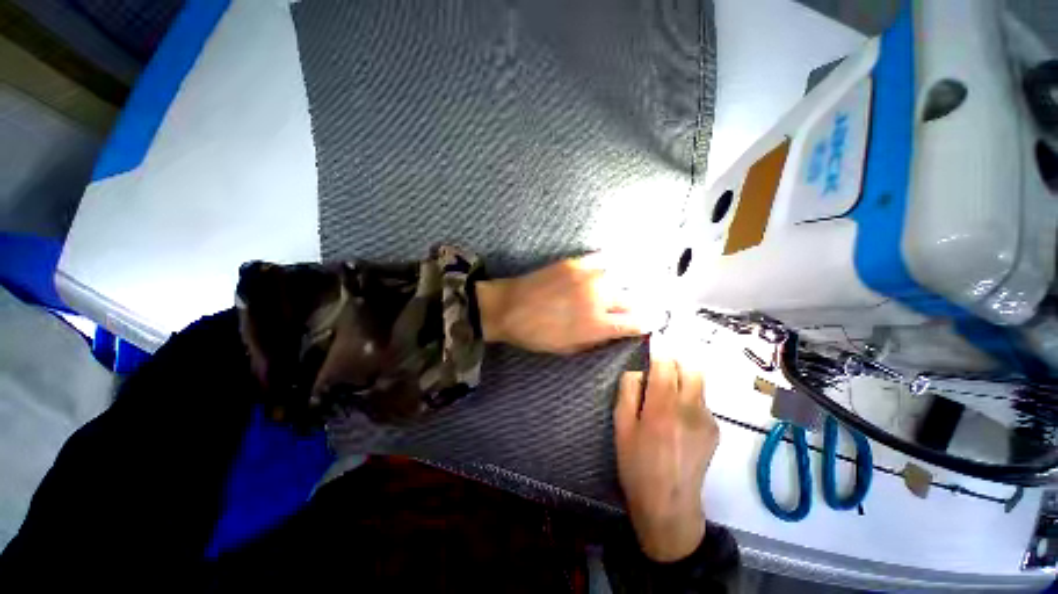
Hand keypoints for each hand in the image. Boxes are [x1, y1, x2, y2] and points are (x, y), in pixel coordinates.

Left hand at [476, 254, 664, 354]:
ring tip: (623, 289)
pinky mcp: (576, 262)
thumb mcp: (569, 349)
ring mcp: (588, 277)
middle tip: (638, 306)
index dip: (649, 322)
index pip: (637, 322)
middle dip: (639, 305)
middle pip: (633, 299)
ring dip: (625, 285)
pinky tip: (609, 269)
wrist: (509, 308)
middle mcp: (598, 298)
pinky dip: (610, 264)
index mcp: (597, 325)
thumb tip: (616, 331)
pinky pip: (602, 259)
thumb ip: (597, 340)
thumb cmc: (537, 335)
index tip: (654, 321)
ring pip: (621, 277)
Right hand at [614, 353, 718, 561]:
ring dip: (682, 379)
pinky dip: (689, 397)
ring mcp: (707, 419)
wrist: (669, 505)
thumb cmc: (637, 464)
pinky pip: (701, 400)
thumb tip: (638, 371)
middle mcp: (690, 408)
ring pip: (698, 382)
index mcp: (662, 407)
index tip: (652, 343)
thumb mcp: (621, 426)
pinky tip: (677, 417)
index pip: (665, 364)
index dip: (659, 350)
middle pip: (691, 367)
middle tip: (659, 369)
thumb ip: (628, 391)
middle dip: (675, 361)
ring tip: (666, 394)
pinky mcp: (715, 430)